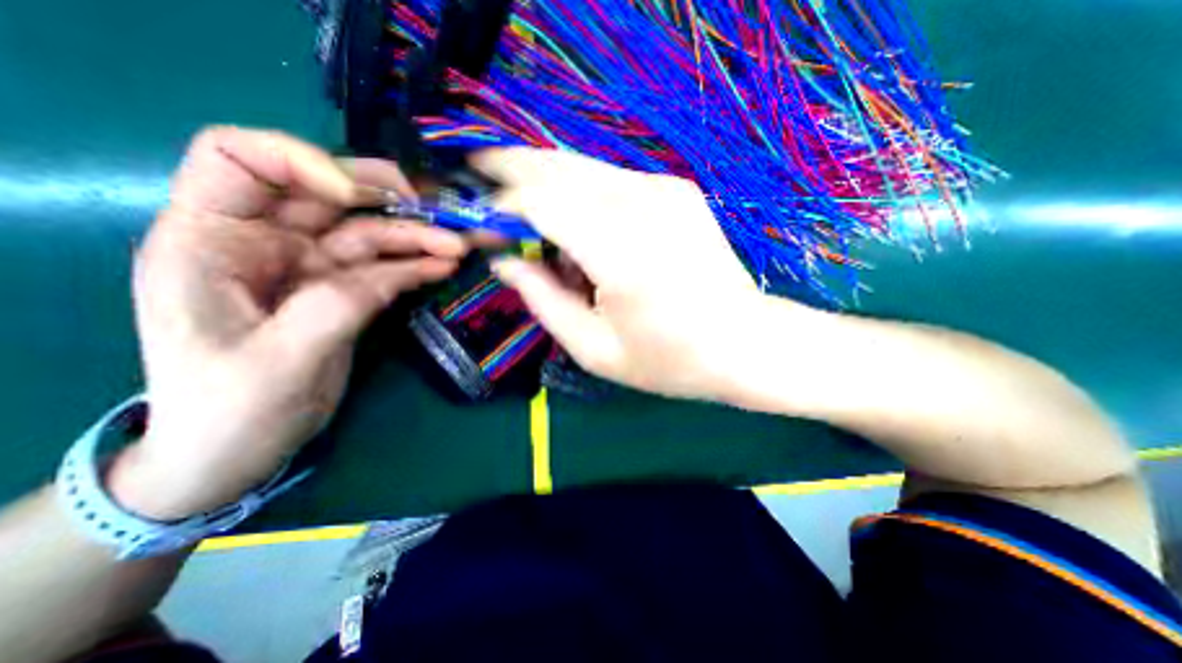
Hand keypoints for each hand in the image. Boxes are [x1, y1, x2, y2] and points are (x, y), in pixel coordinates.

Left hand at [105, 126, 467, 519]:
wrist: (241, 449)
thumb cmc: (230, 410)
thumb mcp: (279, 361)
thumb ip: (335, 307)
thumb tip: (390, 275)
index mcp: (212, 241)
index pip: (241, 159)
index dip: (302, 160)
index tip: (359, 199)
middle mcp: (265, 242)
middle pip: (328, 194)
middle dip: (386, 197)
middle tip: (437, 214)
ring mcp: (310, 267)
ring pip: (369, 233)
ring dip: (415, 237)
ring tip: (457, 247)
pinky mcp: (342, 291)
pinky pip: (384, 267)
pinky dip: (415, 265)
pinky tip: (443, 267)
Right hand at [473, 147, 803, 401]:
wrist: (745, 343)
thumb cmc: (669, 360)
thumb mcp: (593, 349)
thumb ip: (541, 299)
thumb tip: (503, 261)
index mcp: (620, 253)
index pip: (538, 202)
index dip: (498, 207)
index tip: (478, 226)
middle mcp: (642, 205)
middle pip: (556, 167)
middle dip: (509, 169)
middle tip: (479, 180)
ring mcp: (663, 189)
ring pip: (580, 167)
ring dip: (544, 183)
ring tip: (529, 218)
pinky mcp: (675, 189)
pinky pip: (608, 179)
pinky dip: (579, 193)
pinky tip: (580, 228)